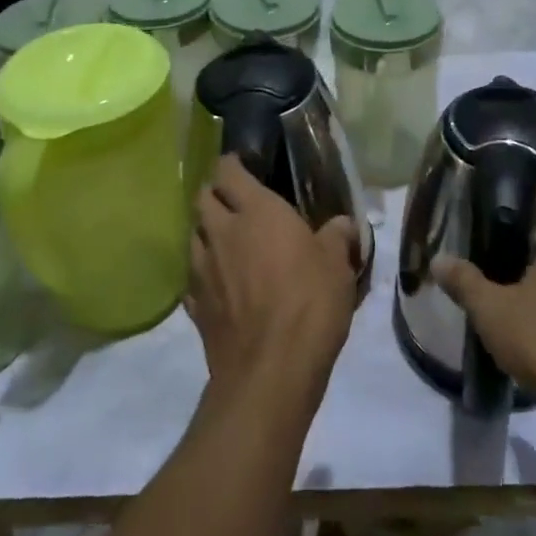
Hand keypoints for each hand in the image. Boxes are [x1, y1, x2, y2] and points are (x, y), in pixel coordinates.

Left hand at [187, 155, 360, 393]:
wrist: (270, 370)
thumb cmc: (309, 303)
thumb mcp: (337, 265)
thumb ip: (337, 236)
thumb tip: (342, 223)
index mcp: (256, 212)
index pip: (228, 171)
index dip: (232, 164)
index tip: (244, 167)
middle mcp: (222, 232)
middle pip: (202, 198)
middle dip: (215, 194)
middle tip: (235, 202)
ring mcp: (203, 269)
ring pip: (193, 235)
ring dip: (206, 232)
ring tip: (226, 242)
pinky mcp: (195, 306)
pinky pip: (193, 277)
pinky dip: (203, 274)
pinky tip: (219, 284)